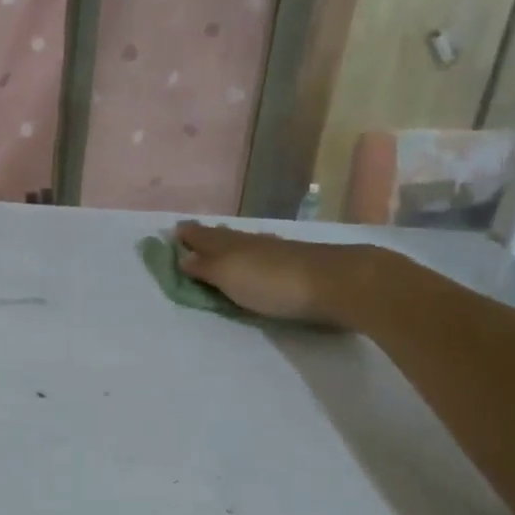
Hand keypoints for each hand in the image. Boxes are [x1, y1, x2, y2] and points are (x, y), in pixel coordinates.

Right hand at [174, 222, 382, 326]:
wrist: (339, 283)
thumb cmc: (274, 282)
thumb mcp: (230, 277)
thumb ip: (206, 268)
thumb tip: (183, 257)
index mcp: (232, 245)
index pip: (204, 237)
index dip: (189, 235)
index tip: (175, 231)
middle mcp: (253, 242)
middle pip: (225, 237)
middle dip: (209, 236)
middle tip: (195, 234)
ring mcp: (280, 251)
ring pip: (248, 243)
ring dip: (233, 243)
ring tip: (224, 245)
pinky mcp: (303, 262)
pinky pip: (269, 252)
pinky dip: (257, 252)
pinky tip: (262, 254)